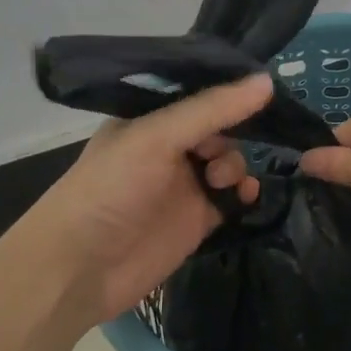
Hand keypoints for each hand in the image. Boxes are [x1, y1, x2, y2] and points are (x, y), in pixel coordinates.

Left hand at [4, 72, 272, 326]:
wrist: (81, 268)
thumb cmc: (111, 189)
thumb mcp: (157, 137)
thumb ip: (211, 110)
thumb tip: (268, 81)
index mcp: (149, 118)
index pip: (198, 94)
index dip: (228, 91)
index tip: (263, 87)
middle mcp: (168, 147)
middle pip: (219, 128)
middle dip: (234, 132)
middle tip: (219, 152)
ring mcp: (183, 184)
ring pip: (229, 162)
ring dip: (237, 166)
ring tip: (224, 181)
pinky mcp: (198, 219)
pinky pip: (232, 198)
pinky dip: (244, 194)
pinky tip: (247, 196)